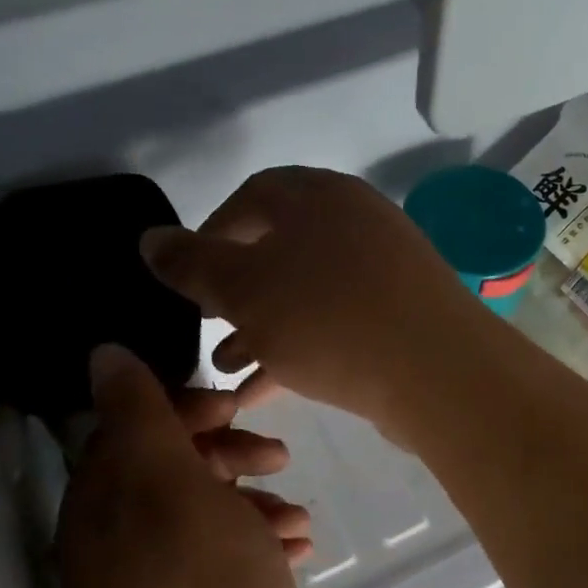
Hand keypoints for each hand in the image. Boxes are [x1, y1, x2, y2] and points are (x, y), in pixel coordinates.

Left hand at [56, 345, 324, 587]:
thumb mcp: (174, 492)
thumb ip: (141, 419)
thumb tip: (103, 354)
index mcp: (99, 516)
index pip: (128, 432)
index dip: (183, 409)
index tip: (236, 409)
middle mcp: (120, 550)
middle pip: (171, 471)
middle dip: (226, 453)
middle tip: (276, 454)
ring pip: (208, 514)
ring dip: (253, 499)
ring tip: (295, 510)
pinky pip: (231, 557)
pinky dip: (262, 541)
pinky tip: (300, 545)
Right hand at [140, 167, 494, 435]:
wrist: (437, 372)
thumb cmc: (329, 319)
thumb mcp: (245, 290)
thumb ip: (193, 264)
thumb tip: (150, 238)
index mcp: (319, 197)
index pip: (253, 197)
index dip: (212, 233)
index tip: (189, 276)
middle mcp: (356, 222)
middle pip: (281, 249)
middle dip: (237, 290)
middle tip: (208, 323)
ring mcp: (386, 271)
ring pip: (307, 294)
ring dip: (263, 327)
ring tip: (228, 368)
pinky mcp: (402, 316)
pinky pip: (337, 324)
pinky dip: (299, 349)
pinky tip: (266, 390)